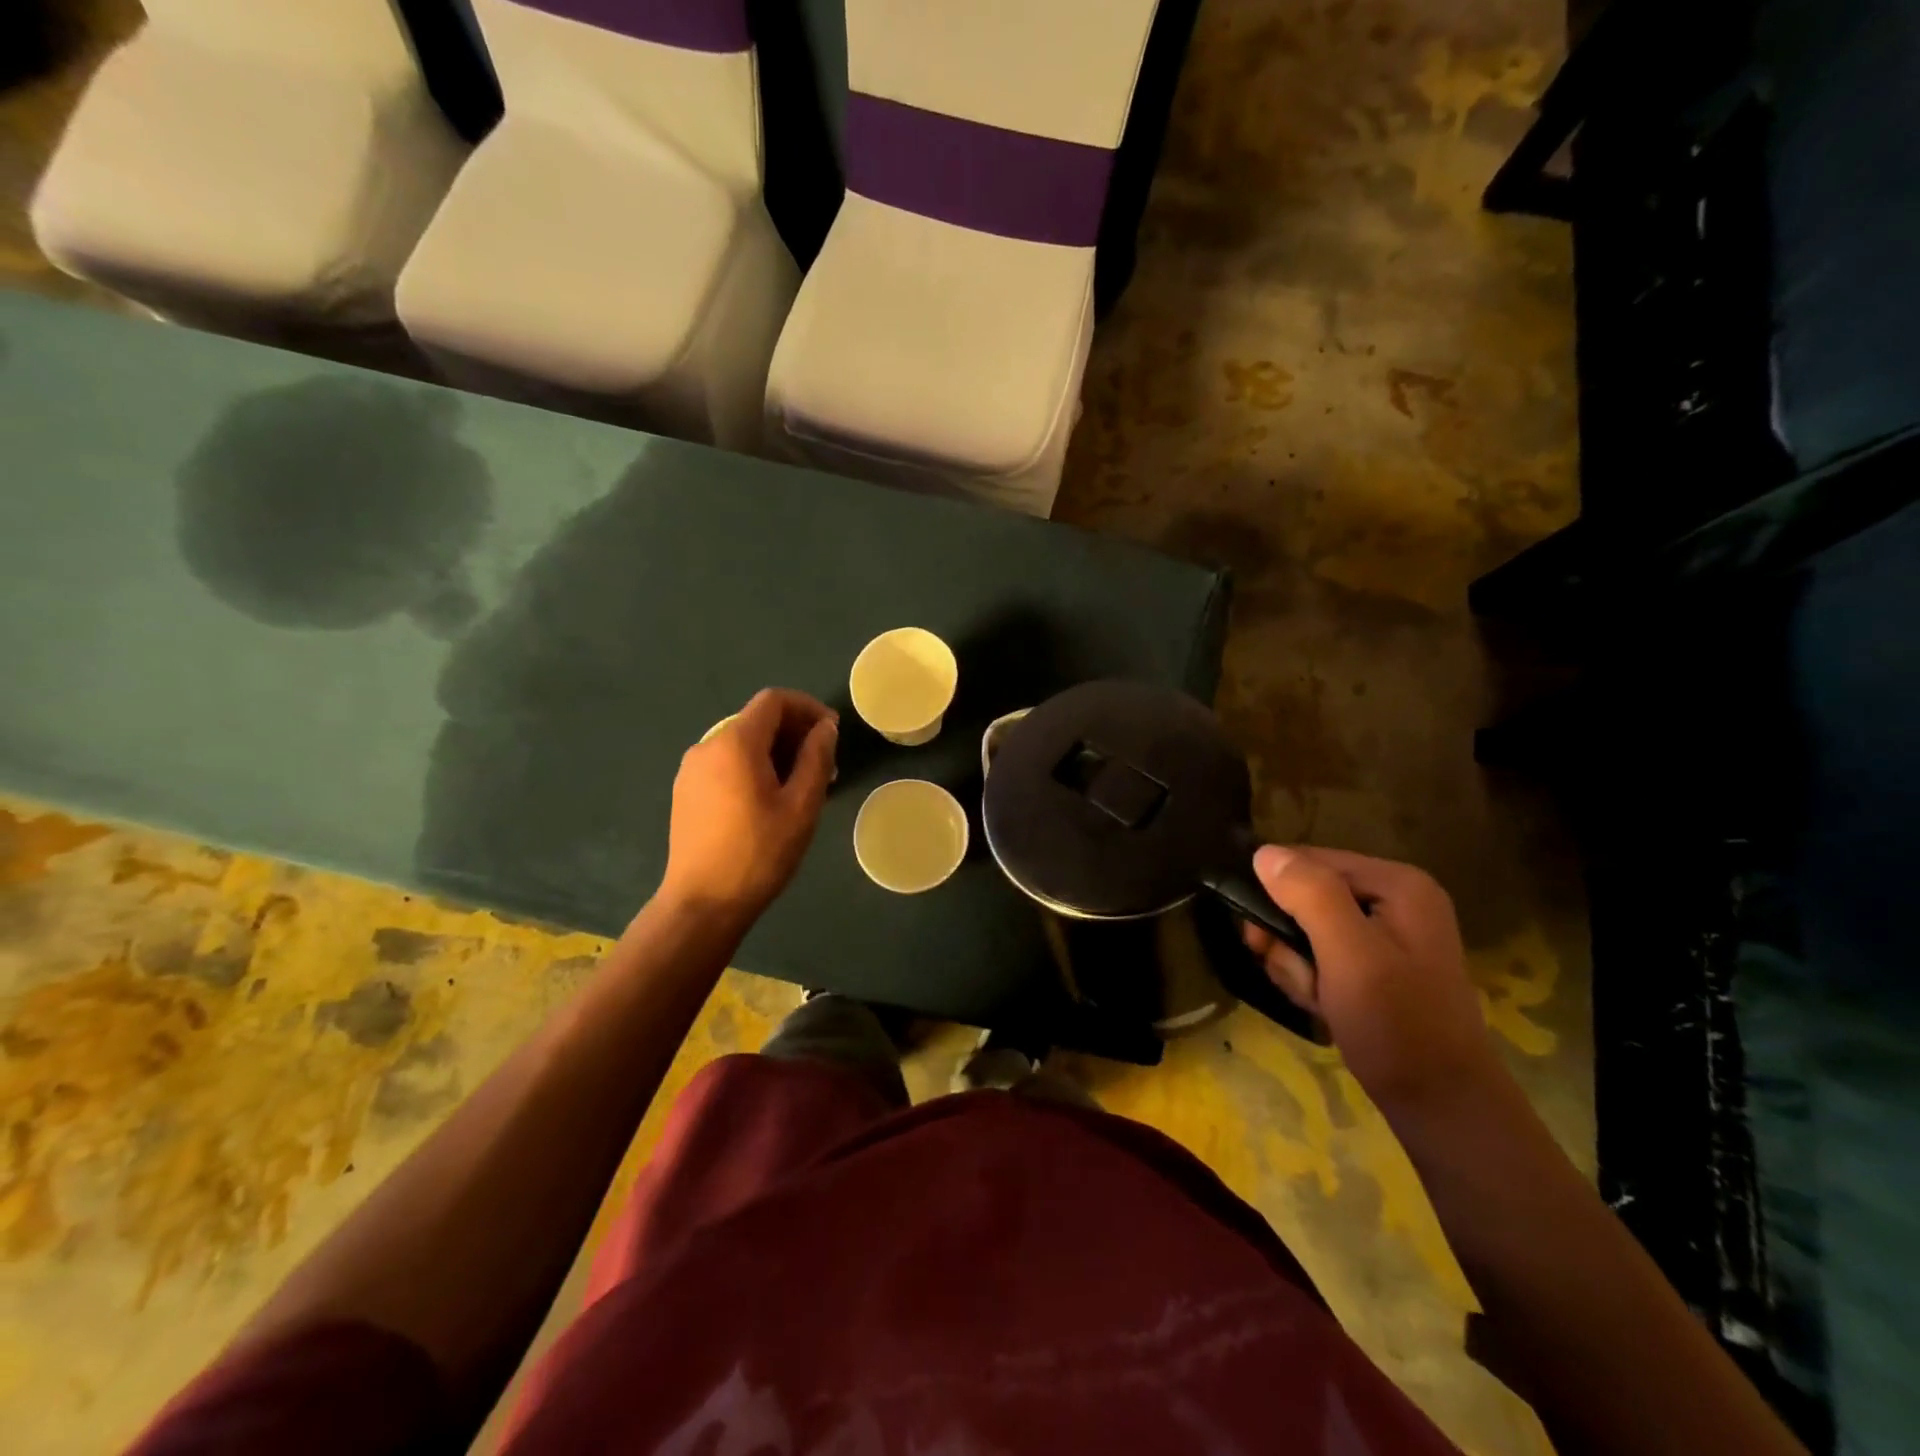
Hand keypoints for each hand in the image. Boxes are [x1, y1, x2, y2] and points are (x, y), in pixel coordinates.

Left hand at [659, 689, 837, 931]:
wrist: (703, 903)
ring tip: (802, 787)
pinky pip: (726, 763)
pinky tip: (770, 800)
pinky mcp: (686, 792)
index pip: (774, 701)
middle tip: (825, 766)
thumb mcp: (801, 805)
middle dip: (795, 733)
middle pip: (757, 720)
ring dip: (776, 752)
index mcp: (735, 742)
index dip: (808, 707)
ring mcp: (691, 769)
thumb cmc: (759, 853)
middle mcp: (708, 745)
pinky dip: (753, 767)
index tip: (832, 732)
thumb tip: (825, 728)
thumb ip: (816, 758)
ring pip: (742, 743)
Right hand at [1242, 845, 1496, 1111]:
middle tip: (1300, 977)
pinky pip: (1321, 953)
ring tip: (1317, 998)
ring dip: (1297, 964)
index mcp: (1397, 883)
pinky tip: (1323, 1005)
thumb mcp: (1349, 955)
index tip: (1263, 939)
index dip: (1277, 896)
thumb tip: (1263, 852)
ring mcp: (1387, 933)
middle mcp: (1394, 898)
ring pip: (1306, 927)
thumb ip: (1309, 896)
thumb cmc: (1397, 1025)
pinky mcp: (1377, 963)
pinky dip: (1311, 978)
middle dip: (1289, 938)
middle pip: (1305, 895)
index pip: (1308, 861)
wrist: (1441, 1105)